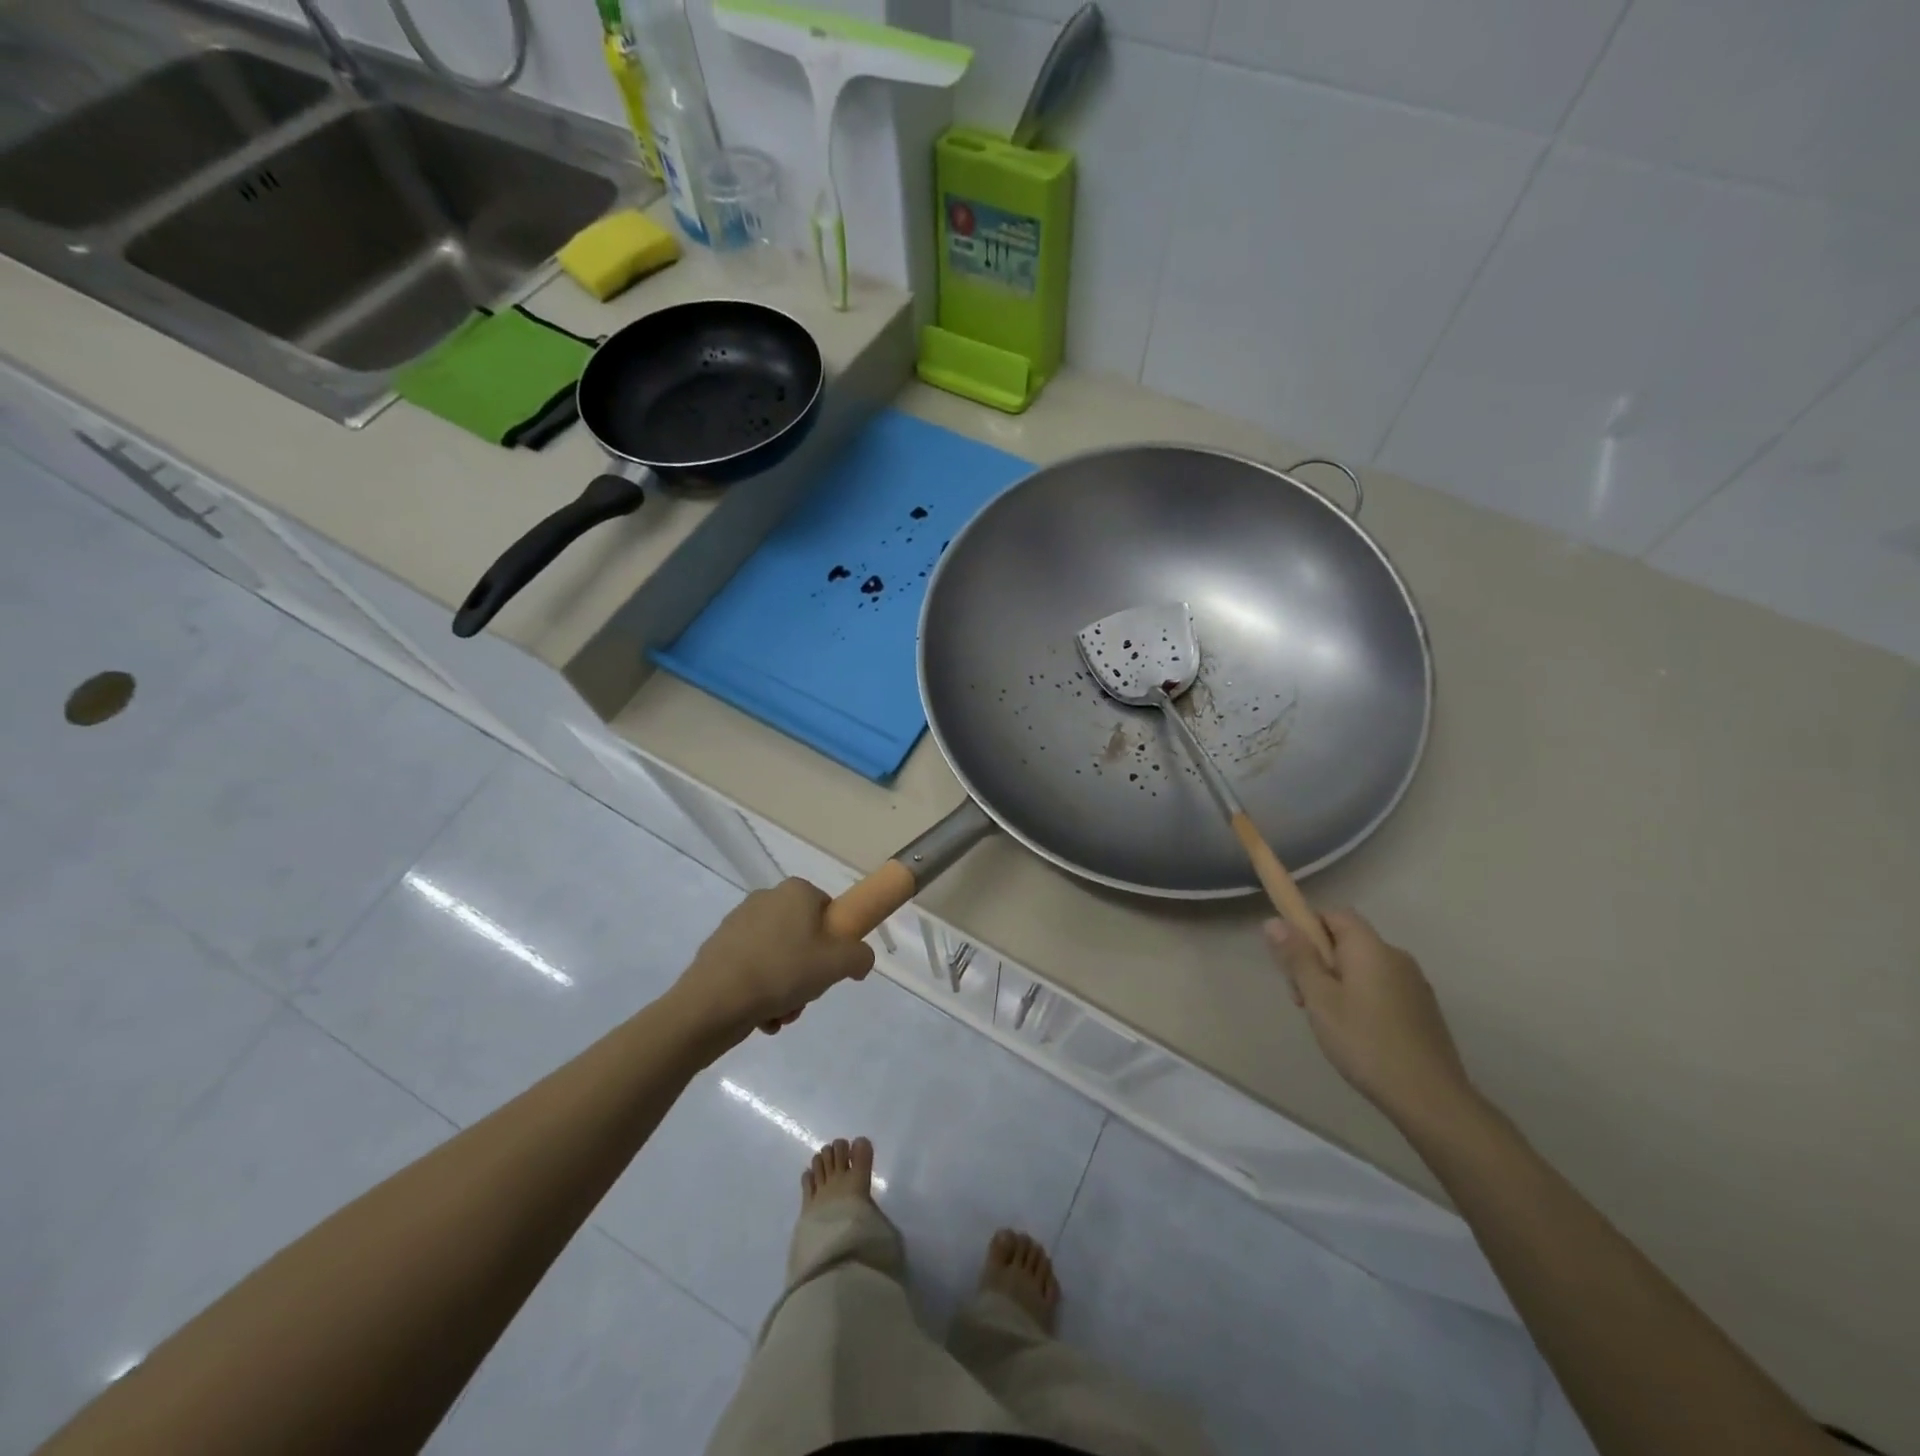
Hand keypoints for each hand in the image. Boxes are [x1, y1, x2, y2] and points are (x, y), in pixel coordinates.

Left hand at [677, 879, 874, 1042]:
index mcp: (796, 892)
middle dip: (808, 973)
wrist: (713, 1002)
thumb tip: (859, 961)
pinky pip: (752, 969)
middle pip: (803, 938)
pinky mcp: (718, 949)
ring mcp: (738, 923)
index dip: (835, 942)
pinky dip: (760, 992)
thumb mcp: (838, 964)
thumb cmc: (782, 971)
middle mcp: (766, 898)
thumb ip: (861, 957)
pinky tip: (760, 1017)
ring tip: (781, 1014)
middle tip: (807, 995)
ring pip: (778, 958)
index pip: (828, 911)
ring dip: (786, 989)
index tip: (830, 969)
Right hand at [1266, 909, 1474, 1125]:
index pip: (1333, 914)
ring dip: (1338, 982)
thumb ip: (1297, 957)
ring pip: (1363, 967)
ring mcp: (1414, 983)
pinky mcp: (1423, 1008)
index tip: (1292, 961)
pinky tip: (1356, 1033)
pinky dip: (1361, 997)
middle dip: (1319, 961)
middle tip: (1303, 999)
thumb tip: (1275, 921)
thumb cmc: (1365, 1042)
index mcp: (1370, 947)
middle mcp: (1396, 956)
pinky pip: (1381, 986)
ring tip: (1328, 1021)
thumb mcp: (1319, 998)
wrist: (1430, 1098)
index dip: (1307, 928)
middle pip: (1347, 941)